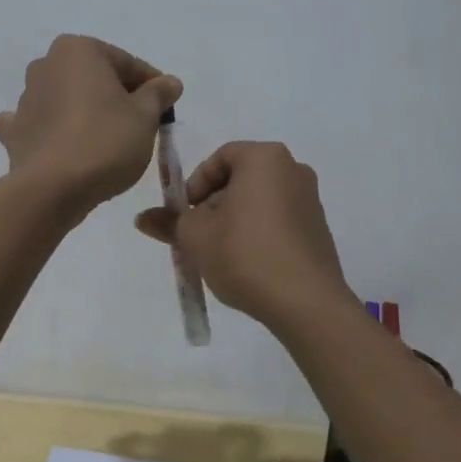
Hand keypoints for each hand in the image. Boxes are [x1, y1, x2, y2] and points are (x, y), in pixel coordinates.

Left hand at [0, 35, 181, 215]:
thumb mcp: (145, 116)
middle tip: (141, 125)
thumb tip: (169, 82)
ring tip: (108, 141)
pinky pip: (39, 124)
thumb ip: (158, 93)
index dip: (151, 85)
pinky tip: (62, 144)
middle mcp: (46, 65)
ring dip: (85, 111)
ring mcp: (25, 98)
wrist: (53, 189)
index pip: (127, 63)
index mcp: (78, 50)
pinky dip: (50, 130)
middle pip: (94, 78)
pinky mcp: (14, 131)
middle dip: (117, 96)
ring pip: (67, 99)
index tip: (166, 107)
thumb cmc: (105, 142)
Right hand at [135, 141, 356, 330]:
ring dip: (233, 221)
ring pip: (258, 201)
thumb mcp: (195, 237)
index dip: (195, 184)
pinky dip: (257, 233)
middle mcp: (293, 169)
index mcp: (265, 158)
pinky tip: (246, 265)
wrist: (306, 304)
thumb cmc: (245, 254)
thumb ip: (169, 222)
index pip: (220, 157)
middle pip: (240, 179)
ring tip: (218, 254)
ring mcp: (310, 200)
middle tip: (197, 236)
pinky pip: (277, 220)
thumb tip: (142, 218)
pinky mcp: (318, 229)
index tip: (185, 214)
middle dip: (213, 205)